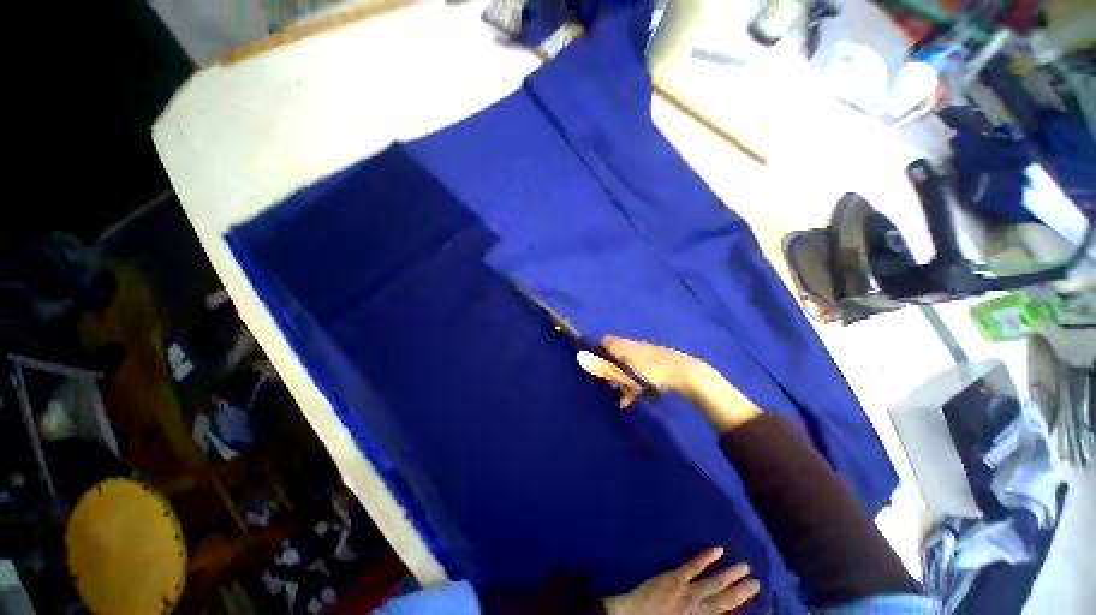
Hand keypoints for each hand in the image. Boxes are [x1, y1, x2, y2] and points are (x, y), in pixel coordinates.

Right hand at [577, 336, 761, 431]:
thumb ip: (602, 367)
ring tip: (621, 396)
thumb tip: (579, 357)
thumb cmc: (651, 373)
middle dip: (609, 371)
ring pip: (625, 366)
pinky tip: (631, 399)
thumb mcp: (624, 373)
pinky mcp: (653, 364)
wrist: (685, 373)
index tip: (598, 370)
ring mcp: (643, 354)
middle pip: (613, 356)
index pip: (603, 343)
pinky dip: (632, 383)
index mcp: (622, 345)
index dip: (598, 355)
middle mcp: (631, 346)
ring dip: (621, 380)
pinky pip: (636, 372)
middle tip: (611, 386)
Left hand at [603, 547, 759, 614]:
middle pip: (725, 601)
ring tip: (745, 567)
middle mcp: (697, 610)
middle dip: (742, 592)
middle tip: (757, 582)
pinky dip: (706, 557)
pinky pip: (693, 566)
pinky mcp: (674, 578)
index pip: (723, 614)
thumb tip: (717, 610)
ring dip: (731, 576)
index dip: (739, 607)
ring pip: (714, 583)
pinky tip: (717, 549)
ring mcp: (687, 592)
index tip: (752, 597)